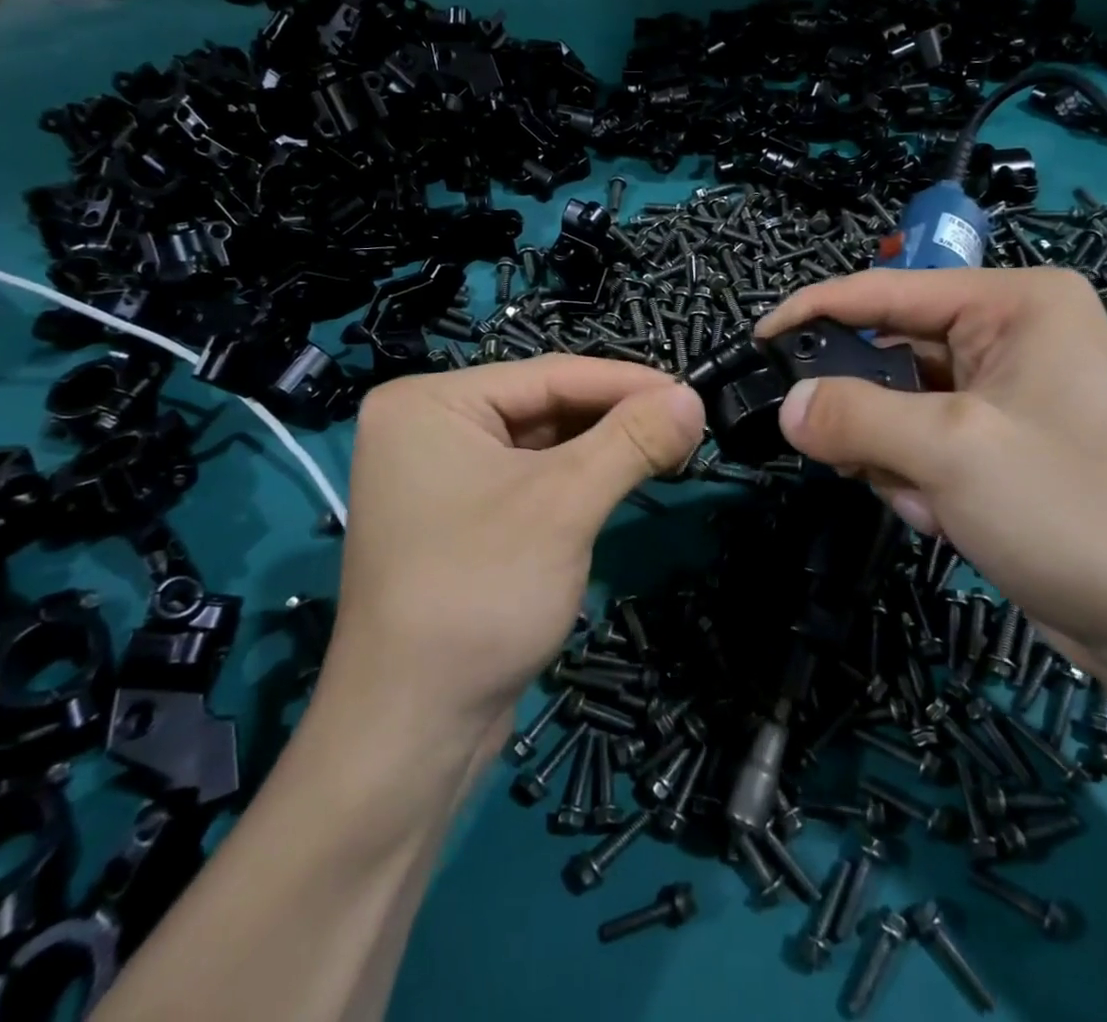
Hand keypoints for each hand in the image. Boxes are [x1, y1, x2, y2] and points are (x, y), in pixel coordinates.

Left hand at [326, 356, 703, 726]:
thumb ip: (632, 440)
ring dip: (604, 447)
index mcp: (430, 403)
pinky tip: (624, 477)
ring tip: (669, 447)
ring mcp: (441, 476)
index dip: (628, 381)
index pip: (549, 375)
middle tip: (687, 423)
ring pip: (542, 444)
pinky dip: (580, 478)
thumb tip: (694, 398)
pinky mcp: (461, 519)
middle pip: (544, 406)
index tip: (693, 392)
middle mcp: (429, 428)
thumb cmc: (479, 593)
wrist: (412, 733)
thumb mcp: (565, 504)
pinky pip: (531, 480)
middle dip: (617, 416)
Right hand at [757, 268, 1106, 677]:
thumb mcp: (950, 451)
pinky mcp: (1005, 442)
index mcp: (1016, 303)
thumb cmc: (1071, 511)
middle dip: (868, 413)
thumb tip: (786, 405)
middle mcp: (1014, 334)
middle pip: (894, 353)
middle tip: (844, 455)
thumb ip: (853, 416)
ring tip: (927, 500)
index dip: (815, 311)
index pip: (888, 291)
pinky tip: (947, 516)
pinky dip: (918, 478)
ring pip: (903, 404)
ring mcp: (1011, 391)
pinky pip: (927, 441)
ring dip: (895, 455)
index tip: (757, 341)